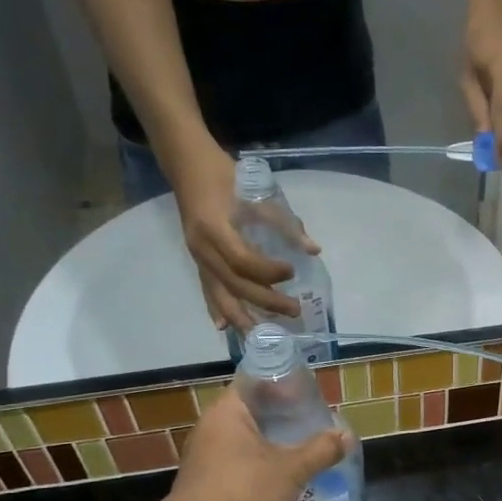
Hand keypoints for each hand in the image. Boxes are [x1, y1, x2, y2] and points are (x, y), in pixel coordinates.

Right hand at [164, 138, 312, 330]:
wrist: (188, 166)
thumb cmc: (225, 175)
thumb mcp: (257, 192)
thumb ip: (285, 223)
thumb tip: (313, 250)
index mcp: (215, 228)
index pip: (243, 261)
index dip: (268, 271)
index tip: (292, 271)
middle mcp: (202, 248)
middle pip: (234, 284)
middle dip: (265, 301)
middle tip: (294, 310)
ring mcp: (197, 256)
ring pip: (219, 293)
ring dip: (241, 315)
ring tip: (261, 334)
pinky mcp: (197, 260)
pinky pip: (207, 289)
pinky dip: (216, 308)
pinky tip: (224, 326)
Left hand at [167, 386, 349, 500]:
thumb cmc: (243, 492)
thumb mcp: (291, 470)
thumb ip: (320, 451)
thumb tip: (346, 436)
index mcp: (227, 413)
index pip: (255, 383)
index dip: (282, 386)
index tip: (308, 397)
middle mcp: (211, 429)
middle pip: (252, 413)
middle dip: (282, 419)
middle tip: (312, 425)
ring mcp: (205, 458)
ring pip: (245, 442)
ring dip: (271, 446)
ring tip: (303, 452)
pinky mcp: (205, 484)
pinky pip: (238, 466)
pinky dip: (259, 469)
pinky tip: (282, 481)